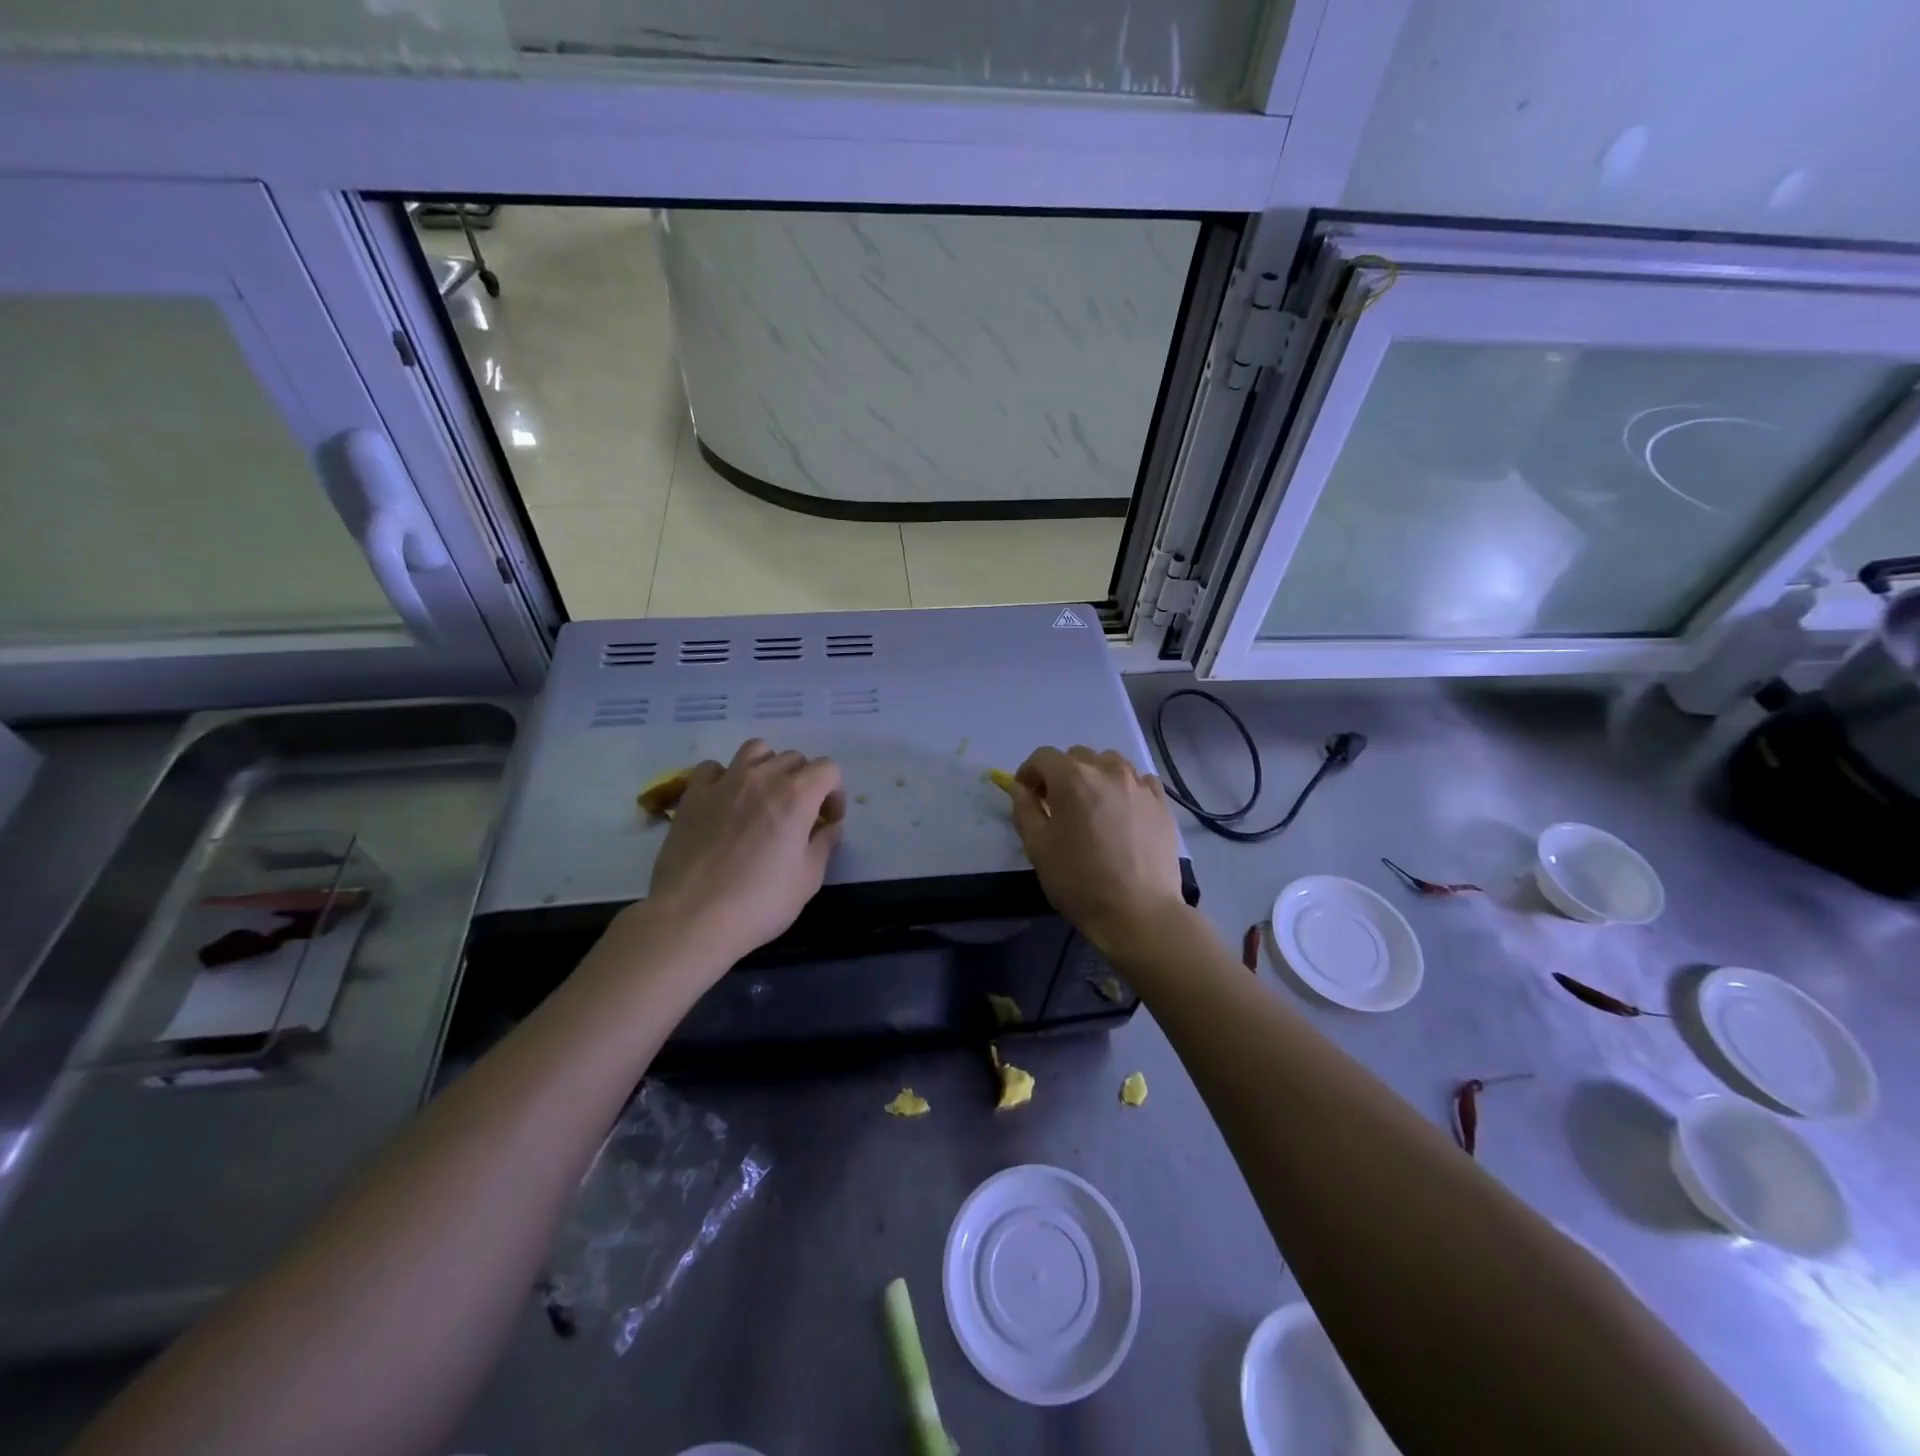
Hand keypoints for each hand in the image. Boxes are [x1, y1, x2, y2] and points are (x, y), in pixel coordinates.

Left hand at [645, 739, 845, 964]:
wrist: (692, 917)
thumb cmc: (759, 902)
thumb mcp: (808, 880)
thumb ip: (824, 845)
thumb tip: (830, 827)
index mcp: (797, 795)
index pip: (828, 769)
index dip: (834, 793)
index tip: (828, 822)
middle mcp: (762, 777)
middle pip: (794, 758)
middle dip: (805, 781)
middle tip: (800, 816)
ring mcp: (724, 782)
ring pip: (756, 750)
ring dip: (768, 767)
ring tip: (764, 797)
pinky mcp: (693, 794)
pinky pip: (714, 768)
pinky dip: (725, 777)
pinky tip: (725, 801)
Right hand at [1008, 745, 1185, 953]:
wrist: (1138, 911)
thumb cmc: (1079, 880)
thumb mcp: (1037, 847)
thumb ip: (1024, 809)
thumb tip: (1021, 788)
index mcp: (1073, 778)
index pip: (1043, 757)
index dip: (1029, 773)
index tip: (1027, 795)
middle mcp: (1108, 770)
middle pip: (1077, 756)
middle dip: (1061, 774)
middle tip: (1057, 805)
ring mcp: (1139, 785)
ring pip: (1110, 763)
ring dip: (1094, 776)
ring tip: (1092, 806)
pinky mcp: (1162, 803)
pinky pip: (1140, 781)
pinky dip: (1125, 787)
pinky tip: (1123, 812)